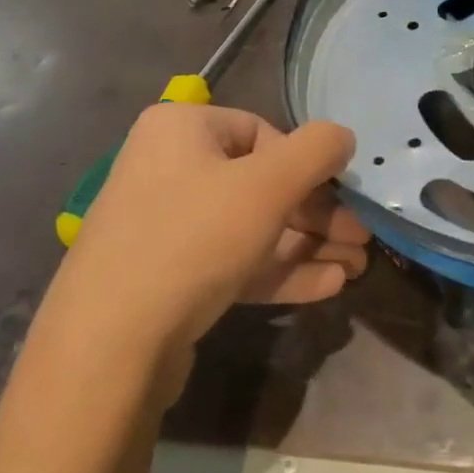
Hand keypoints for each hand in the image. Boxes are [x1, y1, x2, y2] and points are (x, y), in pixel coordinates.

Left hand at [40, 104, 369, 391]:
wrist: (112, 342)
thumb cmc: (194, 238)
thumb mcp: (267, 185)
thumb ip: (315, 152)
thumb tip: (343, 136)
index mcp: (180, 130)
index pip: (261, 132)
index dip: (305, 164)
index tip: (339, 196)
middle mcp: (168, 168)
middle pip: (261, 183)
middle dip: (317, 215)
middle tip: (361, 239)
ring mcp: (166, 226)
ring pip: (251, 228)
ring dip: (307, 246)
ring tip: (357, 269)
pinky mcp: (169, 276)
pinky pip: (232, 261)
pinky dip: (278, 270)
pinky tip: (327, 287)